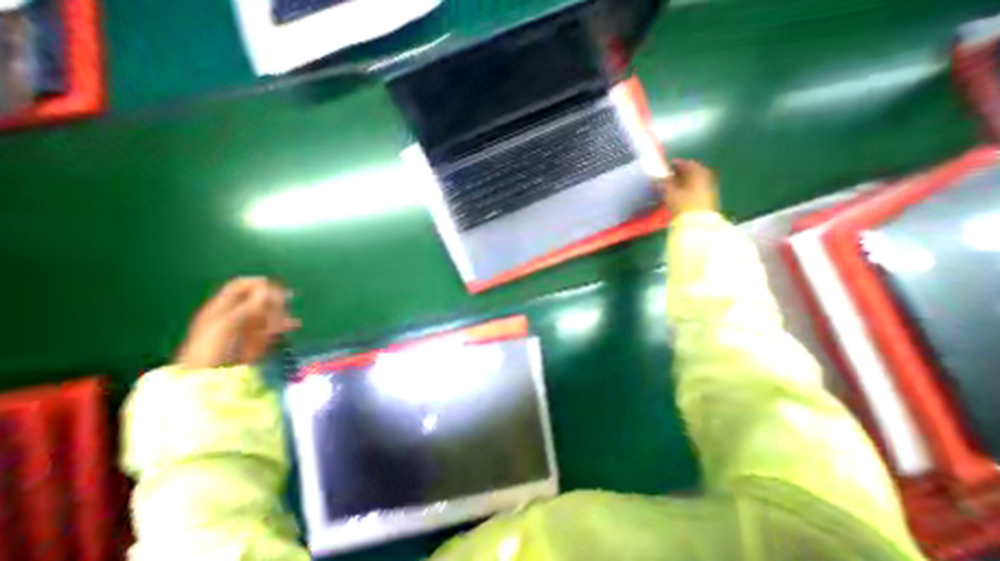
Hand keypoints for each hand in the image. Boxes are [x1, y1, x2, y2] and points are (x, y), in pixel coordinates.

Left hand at [176, 278, 299, 369]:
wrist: (211, 378)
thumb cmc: (212, 349)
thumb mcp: (228, 323)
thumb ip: (249, 305)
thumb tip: (268, 288)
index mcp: (223, 306)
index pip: (242, 285)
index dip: (259, 283)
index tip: (274, 288)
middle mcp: (238, 313)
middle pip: (261, 297)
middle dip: (274, 300)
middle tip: (282, 305)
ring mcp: (250, 325)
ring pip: (272, 311)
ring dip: (281, 314)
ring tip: (283, 322)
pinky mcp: (260, 337)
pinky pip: (277, 326)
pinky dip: (286, 324)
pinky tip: (293, 325)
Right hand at [661, 160, 718, 217]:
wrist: (698, 223)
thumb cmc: (683, 205)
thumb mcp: (670, 192)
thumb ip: (664, 182)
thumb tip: (659, 175)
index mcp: (698, 172)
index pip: (687, 163)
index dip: (675, 164)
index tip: (665, 167)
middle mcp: (706, 177)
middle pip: (692, 171)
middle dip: (680, 173)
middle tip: (668, 176)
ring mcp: (709, 188)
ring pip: (694, 180)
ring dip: (684, 181)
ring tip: (672, 186)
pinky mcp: (708, 198)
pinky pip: (697, 188)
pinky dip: (688, 188)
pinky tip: (680, 194)